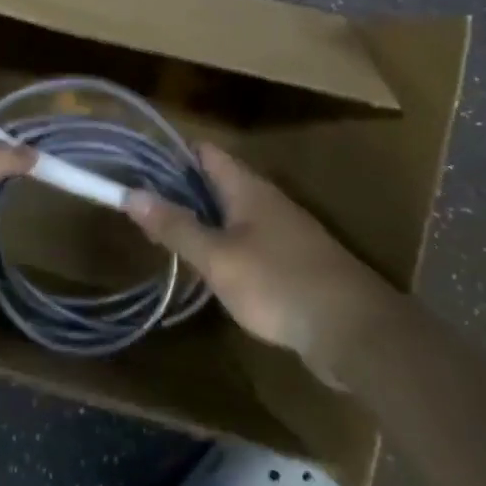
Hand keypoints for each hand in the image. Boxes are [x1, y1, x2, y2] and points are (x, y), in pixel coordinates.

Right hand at [126, 143, 396, 387]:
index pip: (205, 153)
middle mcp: (266, 201)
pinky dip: (221, 245)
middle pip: (216, 182)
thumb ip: (175, 226)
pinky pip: (246, 241)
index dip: (171, 154)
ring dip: (200, 219)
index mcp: (248, 188)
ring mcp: (282, 232)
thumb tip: (131, 193)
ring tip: (163, 235)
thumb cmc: (279, 284)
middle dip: (179, 190)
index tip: (137, 166)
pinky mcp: (291, 263)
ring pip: (231, 213)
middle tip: (140, 205)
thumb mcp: (217, 257)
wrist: (355, 333)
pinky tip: (206, 268)